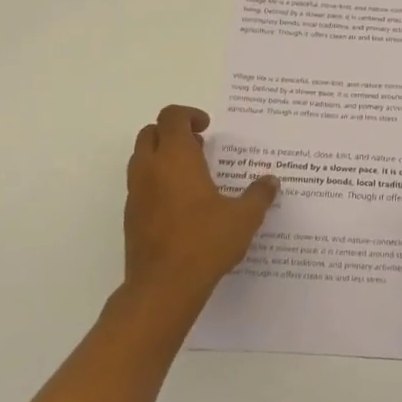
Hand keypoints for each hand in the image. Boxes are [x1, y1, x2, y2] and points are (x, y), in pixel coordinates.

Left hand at [124, 105, 276, 305]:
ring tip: (194, 175)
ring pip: (142, 158)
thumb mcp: (244, 217)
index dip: (189, 115)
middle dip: (173, 132)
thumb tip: (271, 181)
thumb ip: (259, 195)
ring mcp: (136, 193)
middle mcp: (150, 169)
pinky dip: (157, 181)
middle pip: (151, 133)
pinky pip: (141, 184)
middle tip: (199, 147)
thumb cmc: (205, 242)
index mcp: (176, 158)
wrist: (163, 287)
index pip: (172, 117)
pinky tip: (183, 204)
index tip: (207, 128)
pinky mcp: (131, 216)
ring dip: (163, 156)